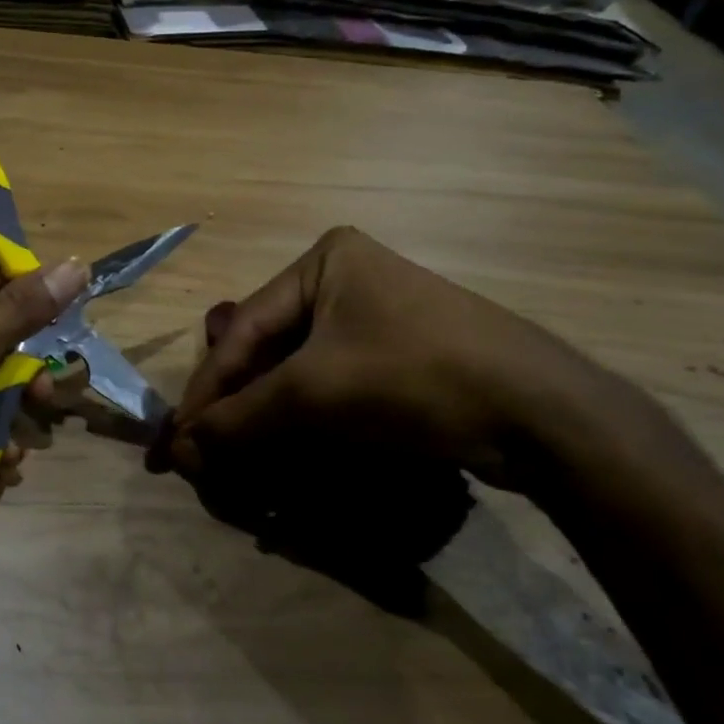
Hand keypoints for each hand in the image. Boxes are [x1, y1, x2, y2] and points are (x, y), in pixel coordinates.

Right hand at [166, 226, 618, 493]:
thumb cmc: (415, 377)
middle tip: (209, 453)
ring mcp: (379, 318)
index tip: (178, 441)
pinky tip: (291, 455)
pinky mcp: (403, 357)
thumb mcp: (314, 395)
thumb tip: (179, 452)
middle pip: (270, 351)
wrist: (545, 415)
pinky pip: (335, 387)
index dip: (208, 389)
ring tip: (242, 462)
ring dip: (269, 421)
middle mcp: (347, 279)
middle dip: (239, 407)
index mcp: (324, 260)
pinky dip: (308, 423)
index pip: (244, 329)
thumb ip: (240, 420)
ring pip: (300, 373)